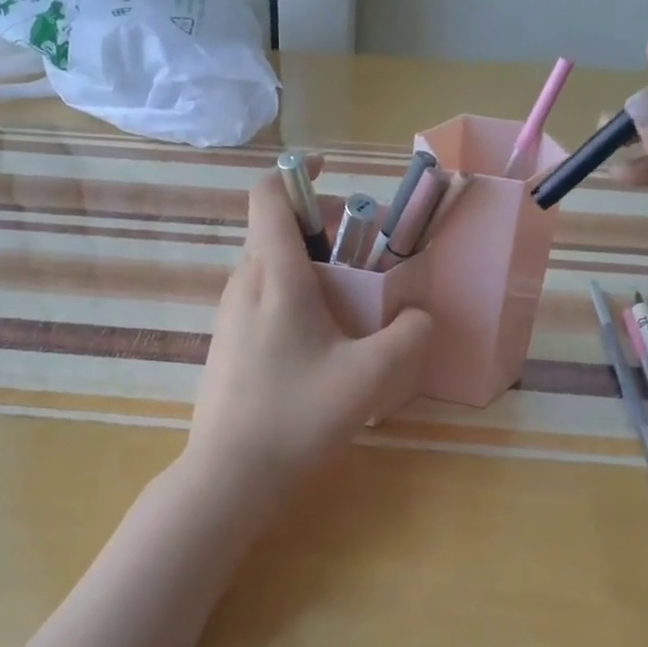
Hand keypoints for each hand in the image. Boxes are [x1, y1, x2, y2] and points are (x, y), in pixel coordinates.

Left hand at [187, 165, 432, 498]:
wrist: (230, 474)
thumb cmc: (297, 416)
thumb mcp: (370, 376)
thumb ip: (408, 337)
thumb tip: (421, 316)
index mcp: (273, 275)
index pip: (269, 195)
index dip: (299, 172)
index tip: (333, 173)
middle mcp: (243, 283)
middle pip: (275, 228)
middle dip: (320, 227)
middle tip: (363, 255)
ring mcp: (229, 314)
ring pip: (268, 264)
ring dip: (308, 264)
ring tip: (349, 301)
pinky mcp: (226, 341)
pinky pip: (261, 296)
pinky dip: (292, 293)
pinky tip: (320, 340)